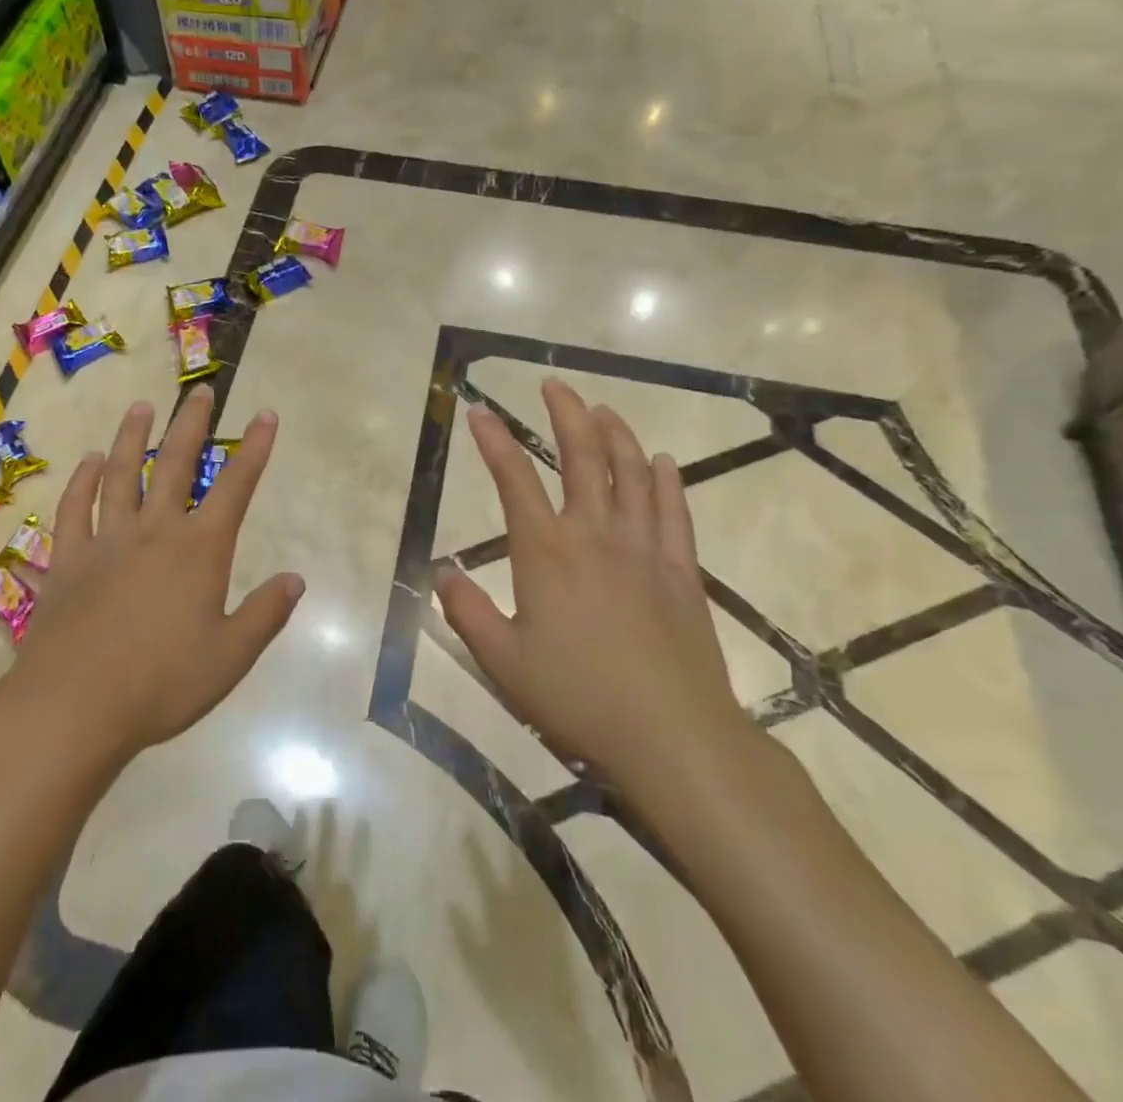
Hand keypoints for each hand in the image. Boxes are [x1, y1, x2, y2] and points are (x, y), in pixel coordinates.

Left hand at [2, 385, 303, 765]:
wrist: (73, 707)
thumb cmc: (161, 684)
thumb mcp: (230, 657)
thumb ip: (265, 614)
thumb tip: (296, 579)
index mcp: (199, 550)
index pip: (235, 487)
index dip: (254, 449)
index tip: (265, 415)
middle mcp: (154, 532)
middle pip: (174, 464)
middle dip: (192, 425)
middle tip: (201, 391)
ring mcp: (106, 541)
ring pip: (120, 475)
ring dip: (132, 437)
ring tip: (142, 406)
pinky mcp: (67, 560)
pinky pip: (74, 509)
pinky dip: (82, 482)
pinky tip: (88, 463)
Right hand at [436, 379, 761, 828]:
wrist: (673, 736)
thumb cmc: (578, 698)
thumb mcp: (503, 661)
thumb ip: (467, 611)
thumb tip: (441, 571)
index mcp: (546, 553)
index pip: (513, 480)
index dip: (493, 441)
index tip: (479, 411)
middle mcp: (595, 535)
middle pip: (581, 457)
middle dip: (565, 415)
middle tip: (554, 385)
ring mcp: (644, 549)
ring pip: (632, 473)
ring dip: (616, 434)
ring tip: (602, 410)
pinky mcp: (681, 571)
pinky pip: (674, 511)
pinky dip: (667, 480)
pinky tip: (663, 461)